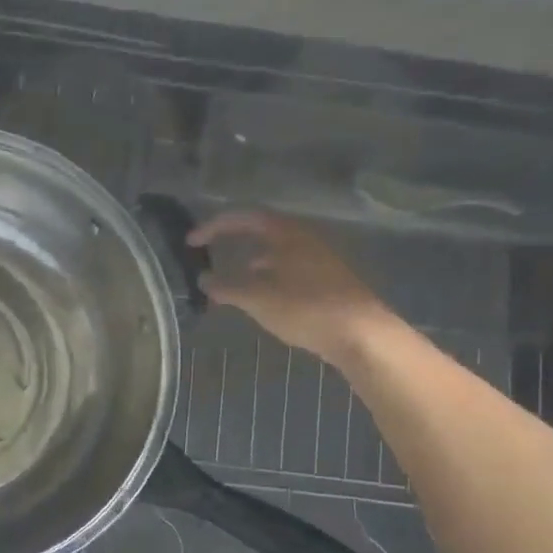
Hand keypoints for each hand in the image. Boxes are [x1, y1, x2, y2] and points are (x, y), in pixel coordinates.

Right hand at [187, 210, 387, 359]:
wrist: (361, 334)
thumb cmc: (306, 308)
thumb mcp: (257, 298)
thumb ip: (226, 286)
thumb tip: (203, 279)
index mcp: (286, 233)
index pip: (244, 217)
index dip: (214, 227)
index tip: (191, 242)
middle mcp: (304, 239)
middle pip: (261, 233)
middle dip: (231, 246)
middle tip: (208, 260)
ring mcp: (318, 260)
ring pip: (274, 255)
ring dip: (248, 267)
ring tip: (228, 288)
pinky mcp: (326, 282)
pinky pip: (286, 272)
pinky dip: (265, 281)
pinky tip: (259, 302)